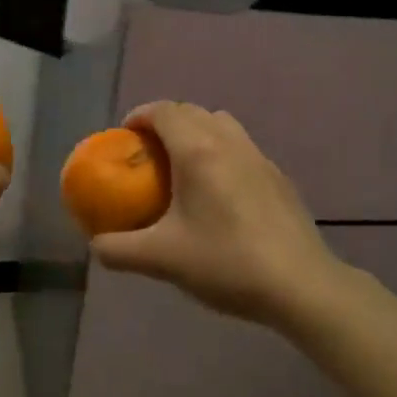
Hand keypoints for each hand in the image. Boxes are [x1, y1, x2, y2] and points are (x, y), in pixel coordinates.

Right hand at [91, 102, 350, 331]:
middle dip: (165, 122)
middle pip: (192, 111)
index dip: (139, 116)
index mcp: (198, 150)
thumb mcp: (161, 260)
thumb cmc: (226, 262)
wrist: (301, 285)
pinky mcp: (278, 178)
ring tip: (182, 167)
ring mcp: (259, 158)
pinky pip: (241, 148)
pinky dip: (221, 153)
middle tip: (148, 153)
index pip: (163, 111)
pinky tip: (218, 195)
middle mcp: (229, 142)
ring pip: (222, 125)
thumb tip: (96, 245)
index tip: (125, 136)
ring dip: (196, 133)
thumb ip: (119, 250)